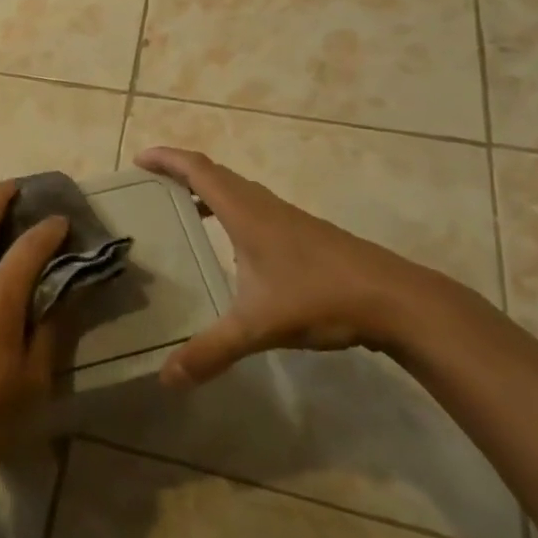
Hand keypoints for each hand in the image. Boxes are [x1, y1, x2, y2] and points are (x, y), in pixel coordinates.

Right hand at [135, 146, 431, 386]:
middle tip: (152, 184)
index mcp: (244, 212)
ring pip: (237, 189)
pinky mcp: (305, 234)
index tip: (140, 159)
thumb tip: (166, 379)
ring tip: (182, 207)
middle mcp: (262, 205)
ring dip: (207, 188)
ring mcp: (287, 218)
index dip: (167, 158)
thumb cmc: (321, 298)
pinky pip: (254, 207)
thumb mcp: (258, 326)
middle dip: (180, 171)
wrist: (397, 300)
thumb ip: (212, 351)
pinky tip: (231, 244)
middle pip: (215, 173)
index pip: (197, 169)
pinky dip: (229, 208)